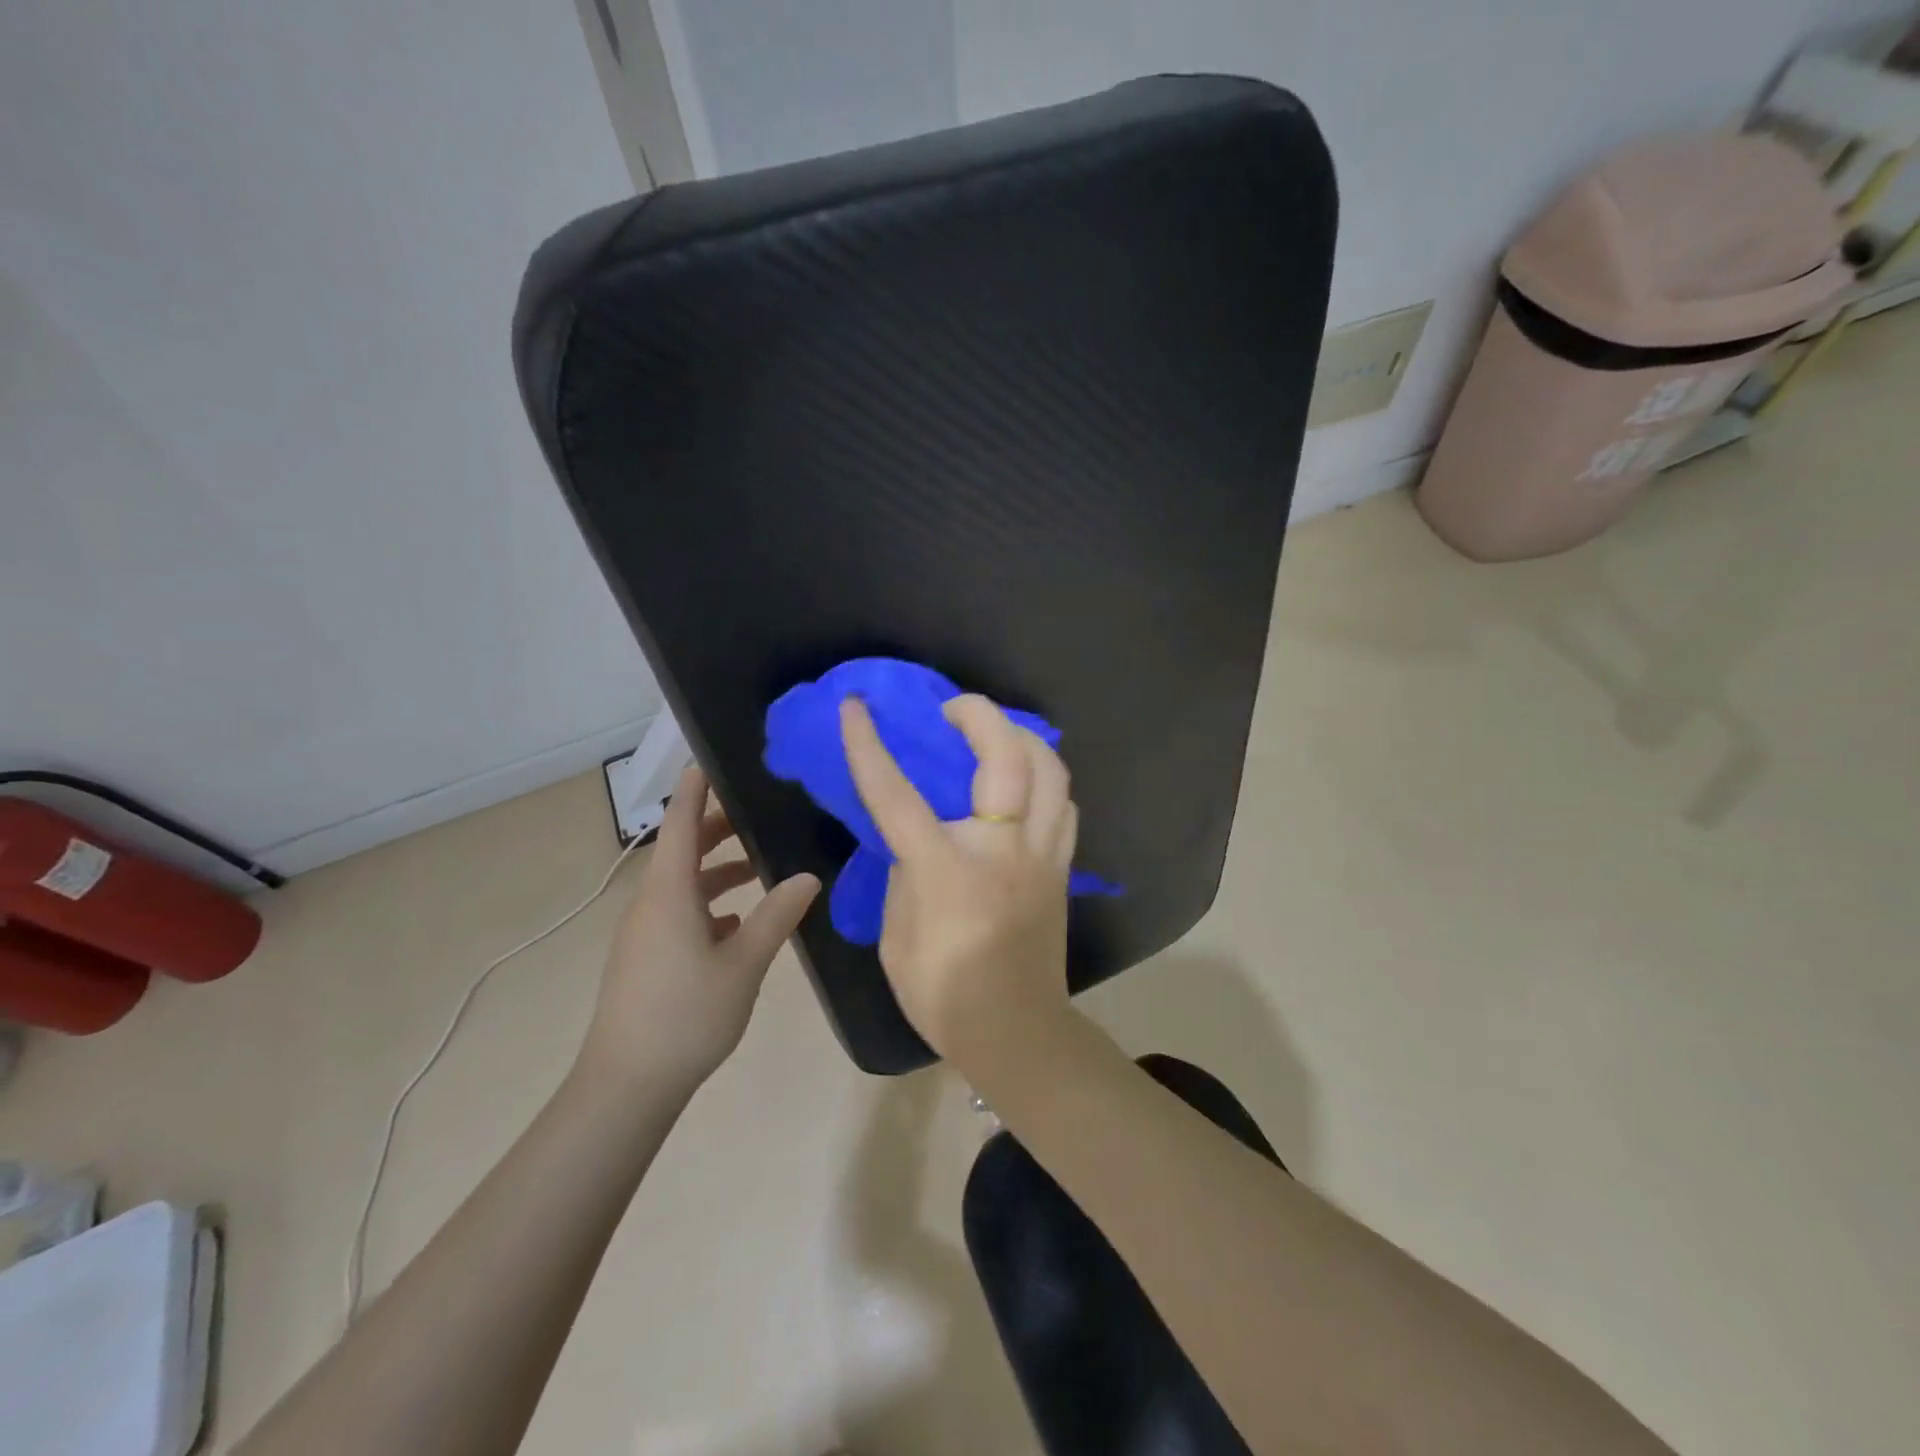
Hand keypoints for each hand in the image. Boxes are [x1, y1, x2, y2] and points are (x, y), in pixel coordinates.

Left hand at [578, 765, 818, 1095]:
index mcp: (669, 891)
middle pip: (683, 847)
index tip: (716, 757)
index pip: (680, 820)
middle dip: (717, 825)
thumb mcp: (744, 963)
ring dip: (717, 867)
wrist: (626, 1086)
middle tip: (761, 810)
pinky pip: (679, 910)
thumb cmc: (686, 1015)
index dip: (696, 785)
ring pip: (683, 882)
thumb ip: (776, 915)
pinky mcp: (646, 955)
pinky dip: (708, 902)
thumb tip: (808, 876)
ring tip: (760, 864)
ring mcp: (645, 930)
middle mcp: (651, 901)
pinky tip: (739, 922)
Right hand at [839, 694, 1077, 1063]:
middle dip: (980, 714)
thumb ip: (904, 873)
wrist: (1014, 1031)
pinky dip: (1045, 779)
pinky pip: (1063, 804)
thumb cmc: (943, 992)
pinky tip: (1024, 783)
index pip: (898, 794)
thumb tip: (915, 838)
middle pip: (1009, 757)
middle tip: (954, 710)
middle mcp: (1003, 849)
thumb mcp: (896, 934)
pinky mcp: (1063, 867)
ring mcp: (1043, 855)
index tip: (856, 707)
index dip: (869, 746)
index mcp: (946, 868)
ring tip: (996, 736)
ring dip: (1023, 738)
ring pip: (1052, 771)